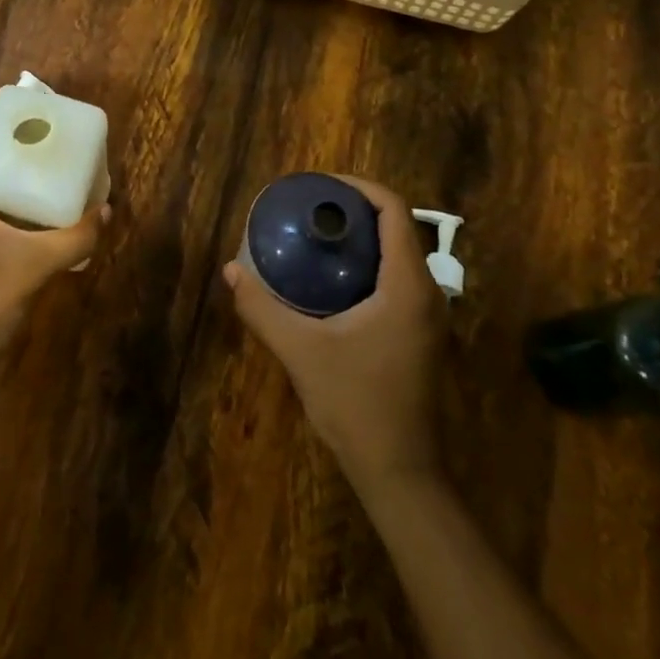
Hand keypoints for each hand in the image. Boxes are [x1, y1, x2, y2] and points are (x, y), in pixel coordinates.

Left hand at [0, 111, 110, 374]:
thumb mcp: (35, 264)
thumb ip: (74, 236)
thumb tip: (105, 212)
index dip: (7, 112)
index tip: (43, 104)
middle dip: (19, 141)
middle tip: (59, 134)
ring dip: (18, 172)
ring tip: (57, 164)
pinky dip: (15, 200)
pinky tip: (45, 208)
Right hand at [225, 176, 447, 485]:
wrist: (400, 472)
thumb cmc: (356, 404)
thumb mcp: (301, 352)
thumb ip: (262, 308)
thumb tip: (231, 270)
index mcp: (407, 285)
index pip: (393, 210)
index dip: (358, 187)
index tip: (320, 186)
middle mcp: (427, 292)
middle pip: (397, 227)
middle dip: (356, 210)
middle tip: (312, 209)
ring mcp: (428, 316)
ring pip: (400, 254)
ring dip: (364, 237)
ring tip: (319, 236)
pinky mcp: (421, 335)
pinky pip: (399, 279)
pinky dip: (370, 264)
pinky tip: (334, 281)